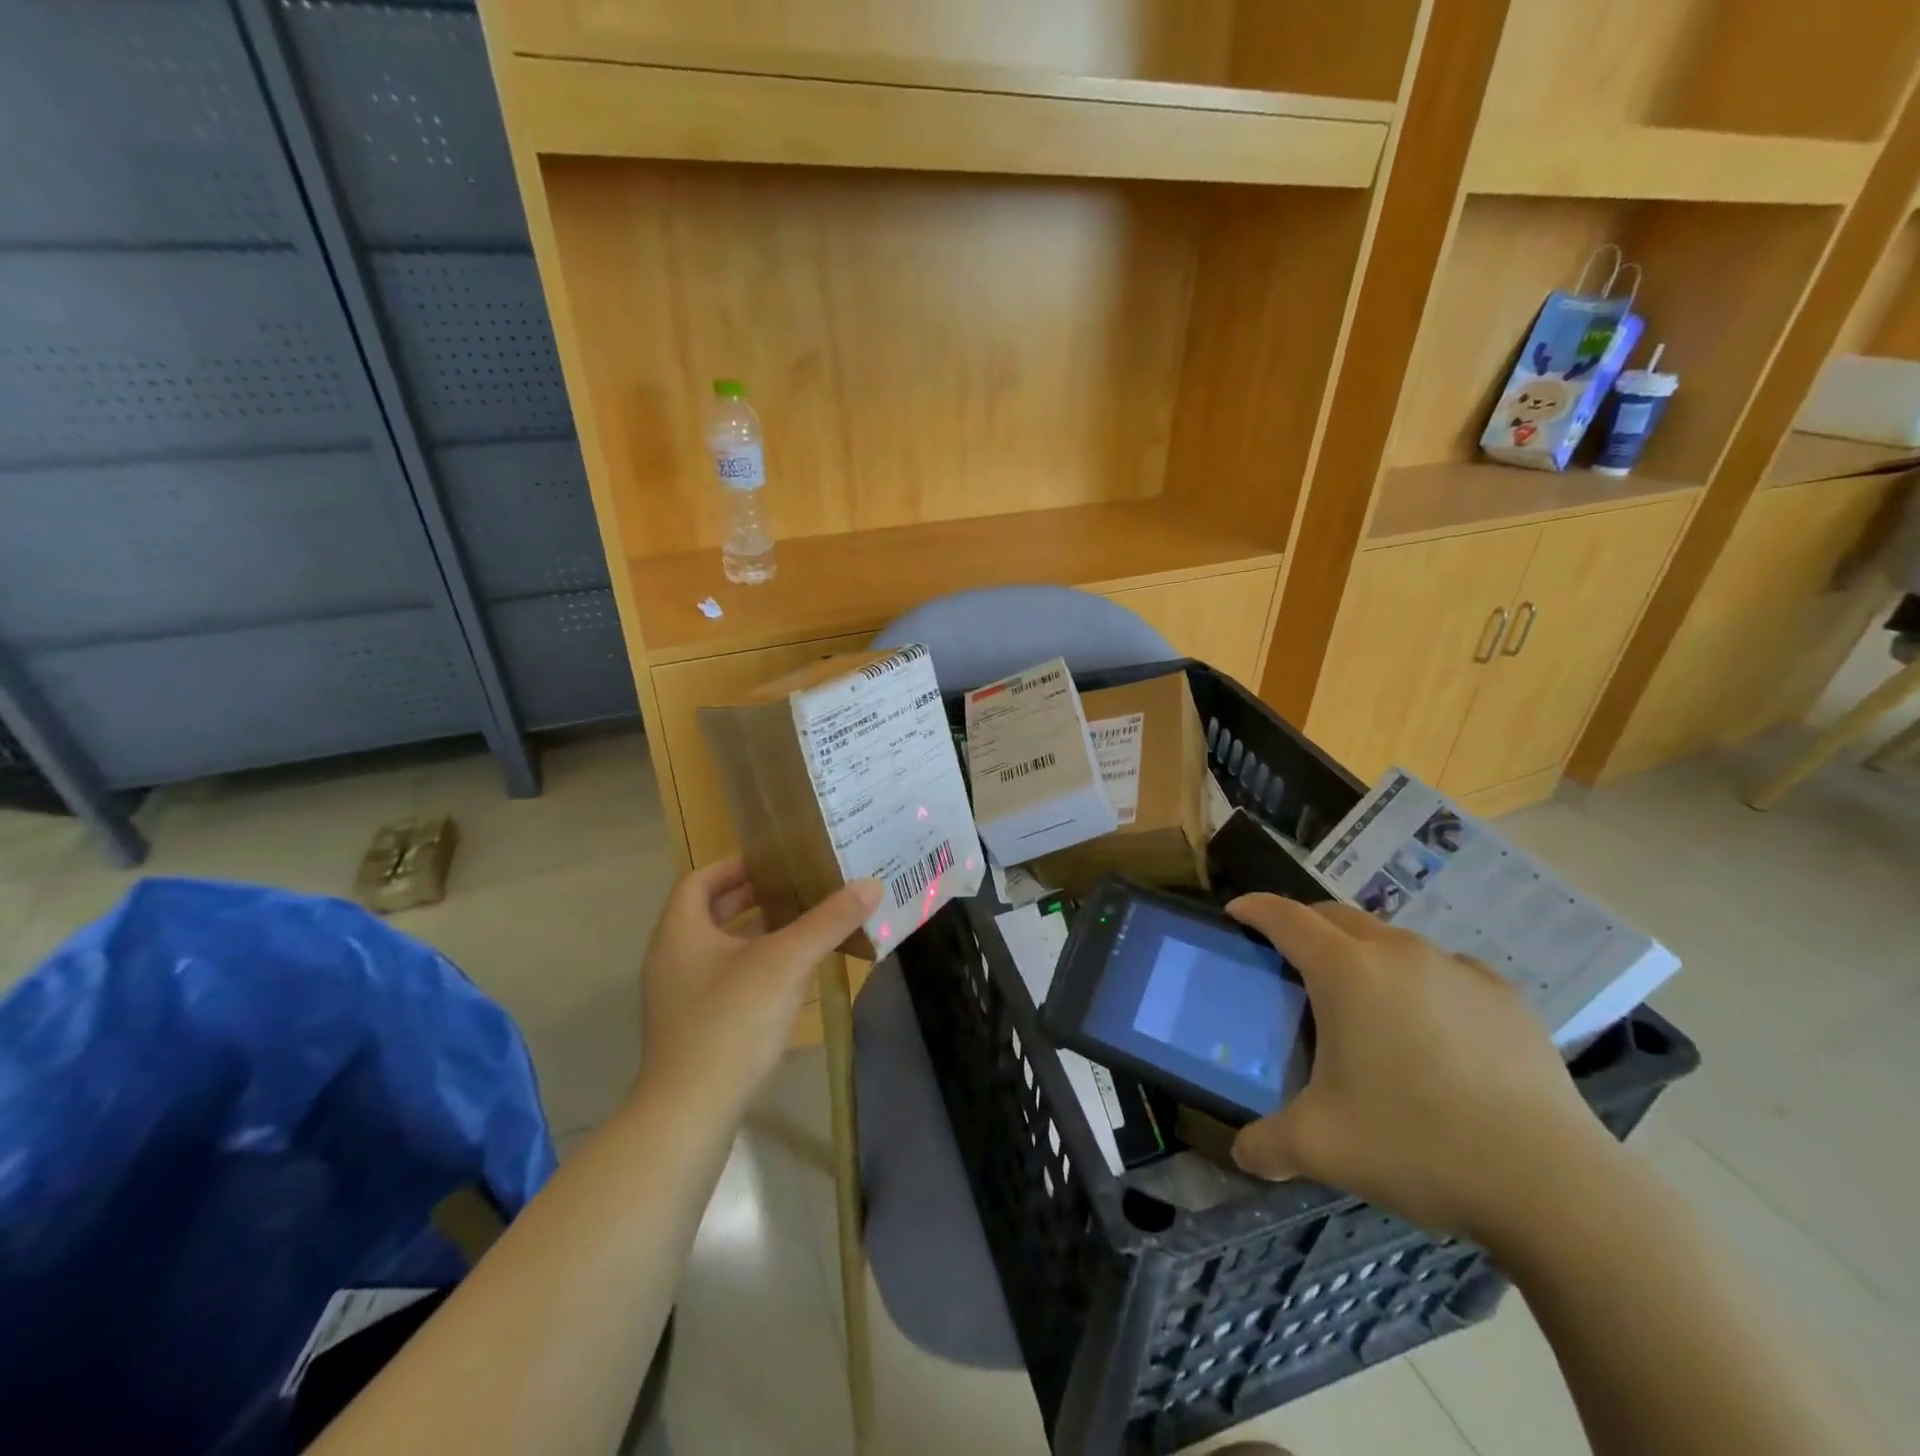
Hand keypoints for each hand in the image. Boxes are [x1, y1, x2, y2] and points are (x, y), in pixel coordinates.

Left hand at [636, 858, 879, 1105]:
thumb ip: (828, 921)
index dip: (735, 865)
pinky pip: (725, 981)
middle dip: (754, 898)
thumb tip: (870, 884)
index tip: (775, 861)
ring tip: (804, 927)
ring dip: (758, 934)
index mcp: (680, 932)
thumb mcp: (786, 962)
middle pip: (711, 913)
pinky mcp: (693, 1029)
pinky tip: (791, 979)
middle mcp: (672, 959)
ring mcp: (679, 997)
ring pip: (720, 949)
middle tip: (798, 888)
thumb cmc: (732, 1022)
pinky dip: (755, 968)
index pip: (700, 879)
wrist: (691, 1113)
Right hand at [1226, 895, 1616, 1244]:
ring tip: (1360, 1001)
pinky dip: (1419, 981)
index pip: (1285, 917)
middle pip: (1336, 915)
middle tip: (1288, 959)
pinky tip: (1429, 1027)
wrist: (1555, 1186)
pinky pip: (1443, 969)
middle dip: (1303, 924)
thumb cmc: (1418, 1145)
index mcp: (1346, 972)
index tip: (1235, 913)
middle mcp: (1399, 953)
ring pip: (1391, 939)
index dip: (1253, 908)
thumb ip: (1267, 1145)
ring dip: (1362, 953)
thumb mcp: (1321, 1149)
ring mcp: (1457, 970)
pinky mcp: (1504, 996)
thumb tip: (1243, 1154)